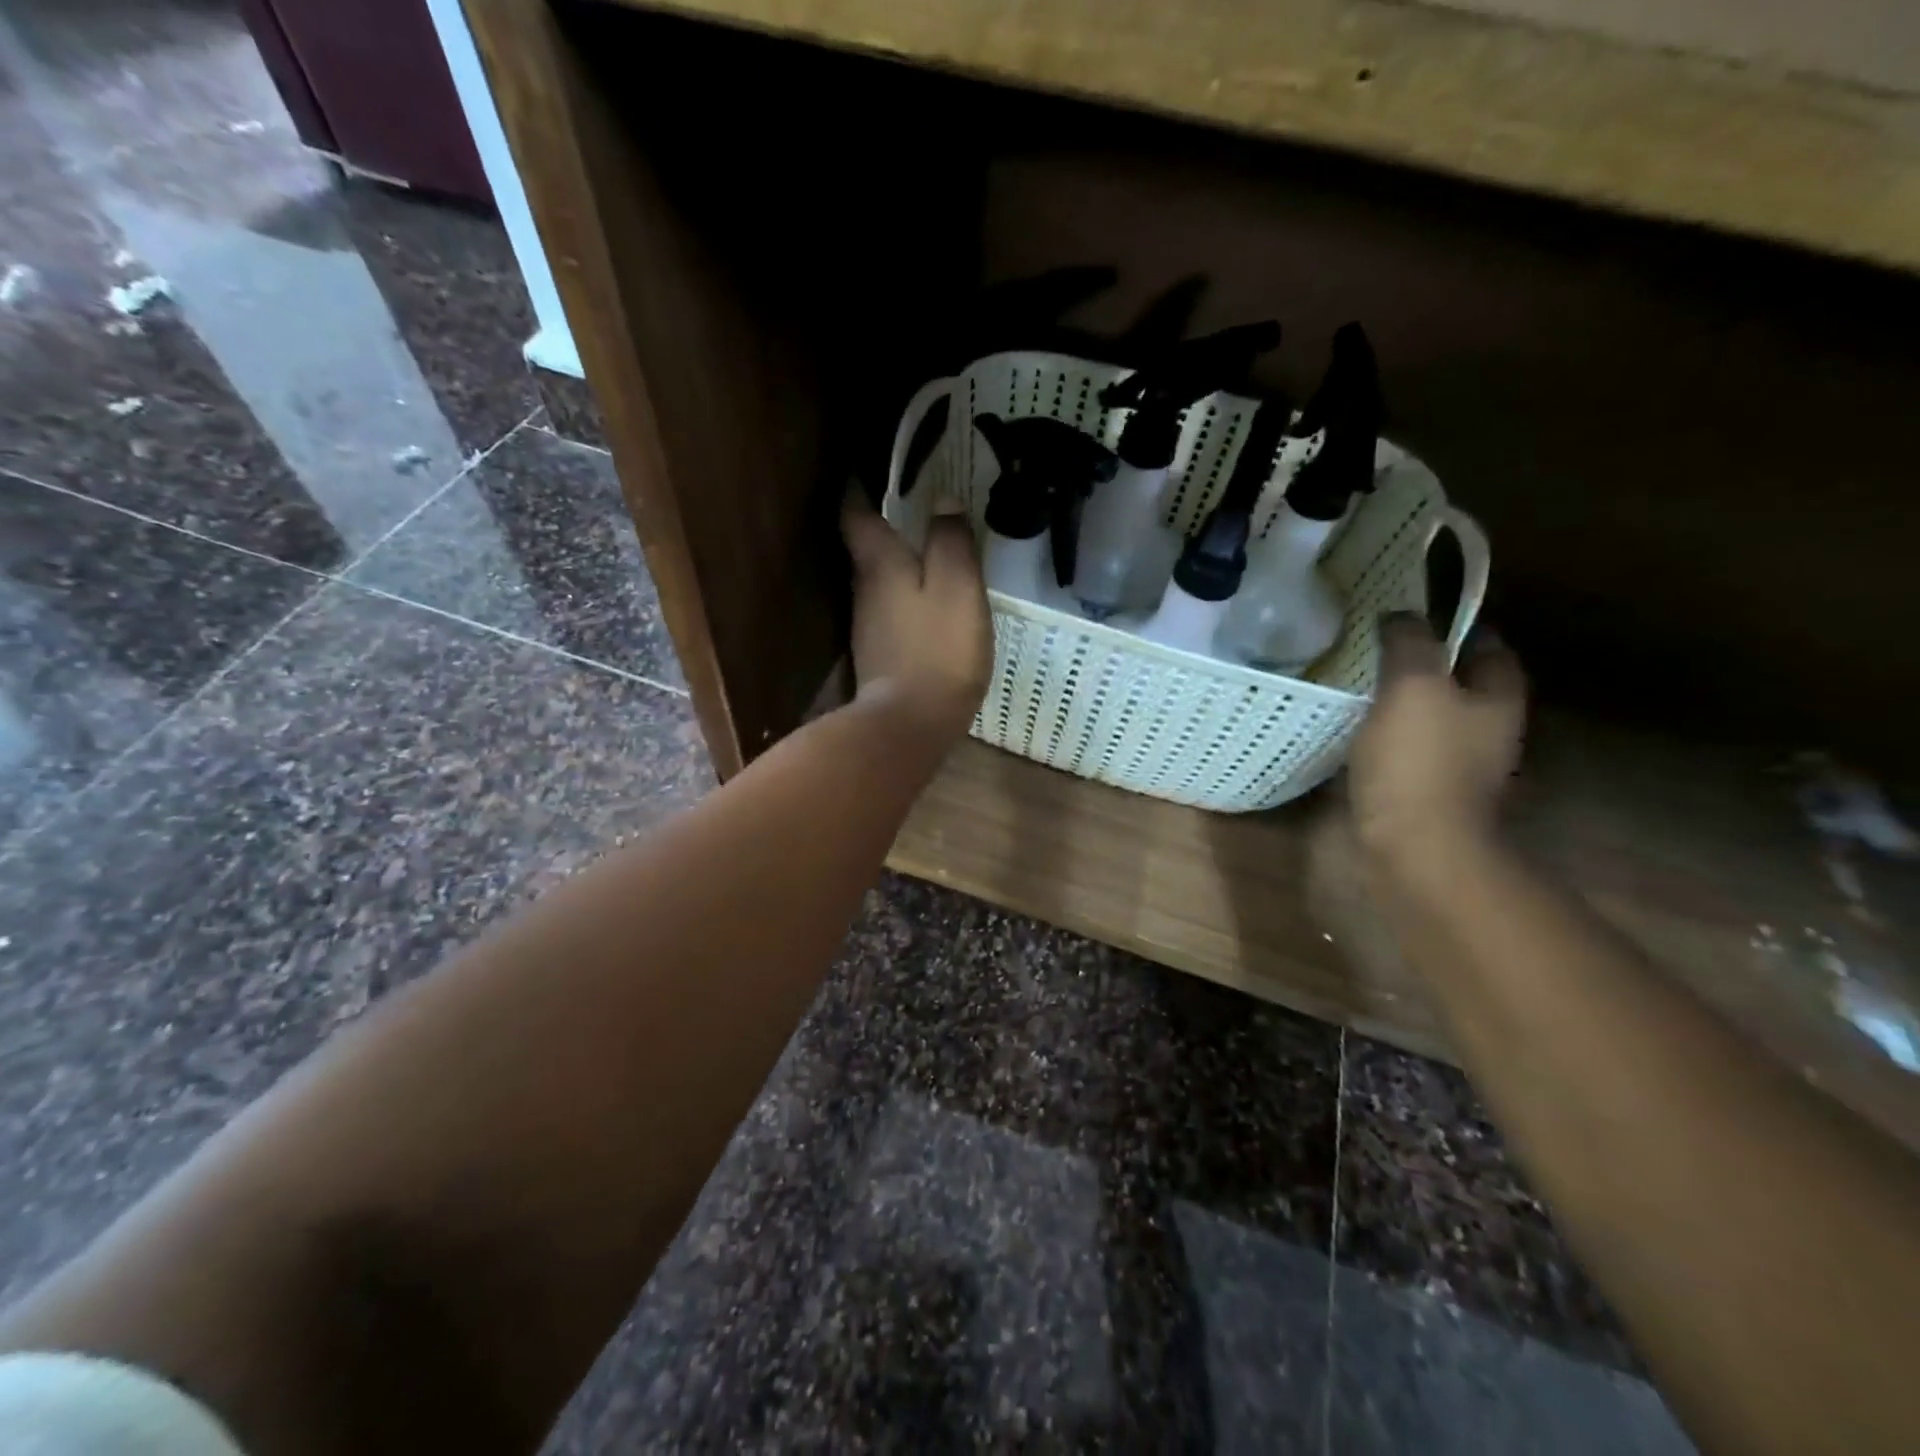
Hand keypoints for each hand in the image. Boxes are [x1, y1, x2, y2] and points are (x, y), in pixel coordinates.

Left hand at [840, 487, 992, 746]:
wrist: (910, 724)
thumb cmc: (938, 648)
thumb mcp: (957, 586)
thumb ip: (950, 541)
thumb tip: (943, 501)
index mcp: (879, 564)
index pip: (856, 513)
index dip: (859, 487)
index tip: (869, 468)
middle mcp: (863, 590)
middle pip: (865, 547)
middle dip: (881, 524)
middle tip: (912, 506)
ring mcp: (867, 626)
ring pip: (878, 582)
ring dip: (895, 564)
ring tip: (926, 551)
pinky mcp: (878, 656)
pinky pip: (890, 612)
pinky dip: (904, 598)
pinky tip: (926, 605)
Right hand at [1349, 614, 1526, 858]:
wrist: (1417, 848)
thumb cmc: (1419, 761)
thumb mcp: (1413, 686)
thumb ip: (1410, 643)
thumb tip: (1401, 615)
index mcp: (1497, 698)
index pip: (1488, 645)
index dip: (1456, 626)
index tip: (1414, 615)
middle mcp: (1489, 730)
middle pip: (1463, 684)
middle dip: (1428, 665)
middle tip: (1380, 650)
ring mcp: (1462, 766)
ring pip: (1435, 718)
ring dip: (1406, 703)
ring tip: (1360, 688)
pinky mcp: (1430, 794)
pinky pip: (1412, 751)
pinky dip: (1390, 738)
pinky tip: (1358, 734)